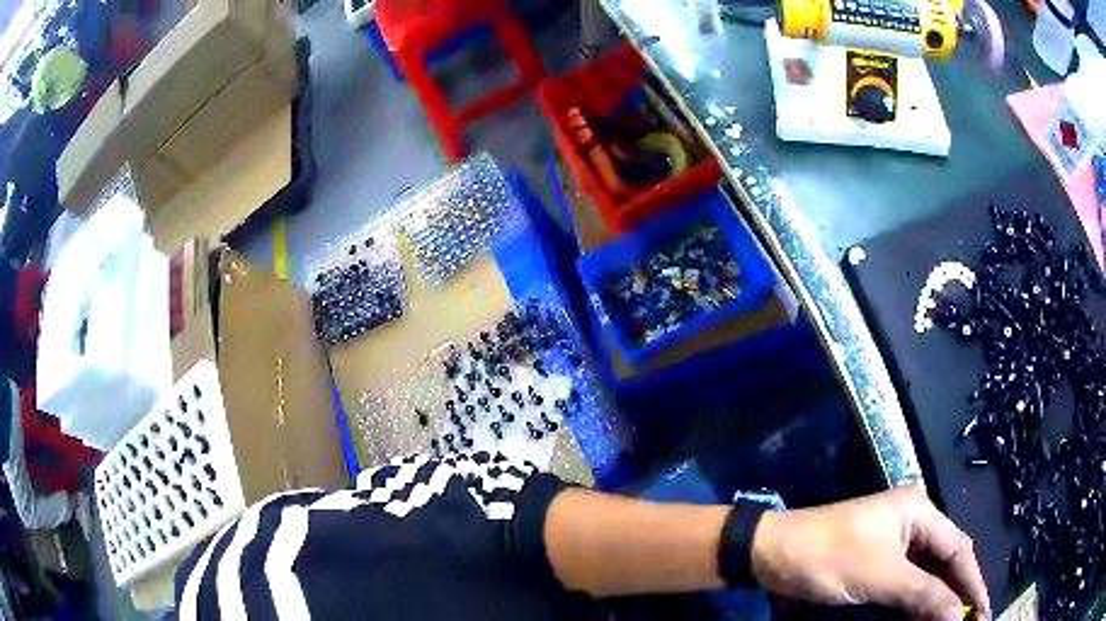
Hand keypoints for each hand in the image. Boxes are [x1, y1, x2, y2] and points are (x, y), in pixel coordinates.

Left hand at [750, 486, 989, 620]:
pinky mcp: (876, 563)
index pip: (959, 550)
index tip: (984, 611)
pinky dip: (916, 603)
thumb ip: (923, 595)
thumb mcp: (881, 577)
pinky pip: (906, 583)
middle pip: (946, 562)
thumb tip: (956, 616)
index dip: (974, 583)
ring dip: (939, 601)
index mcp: (919, 512)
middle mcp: (913, 522)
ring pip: (927, 575)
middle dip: (958, 594)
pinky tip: (924, 619)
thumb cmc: (829, 558)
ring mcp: (894, 543)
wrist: (770, 553)